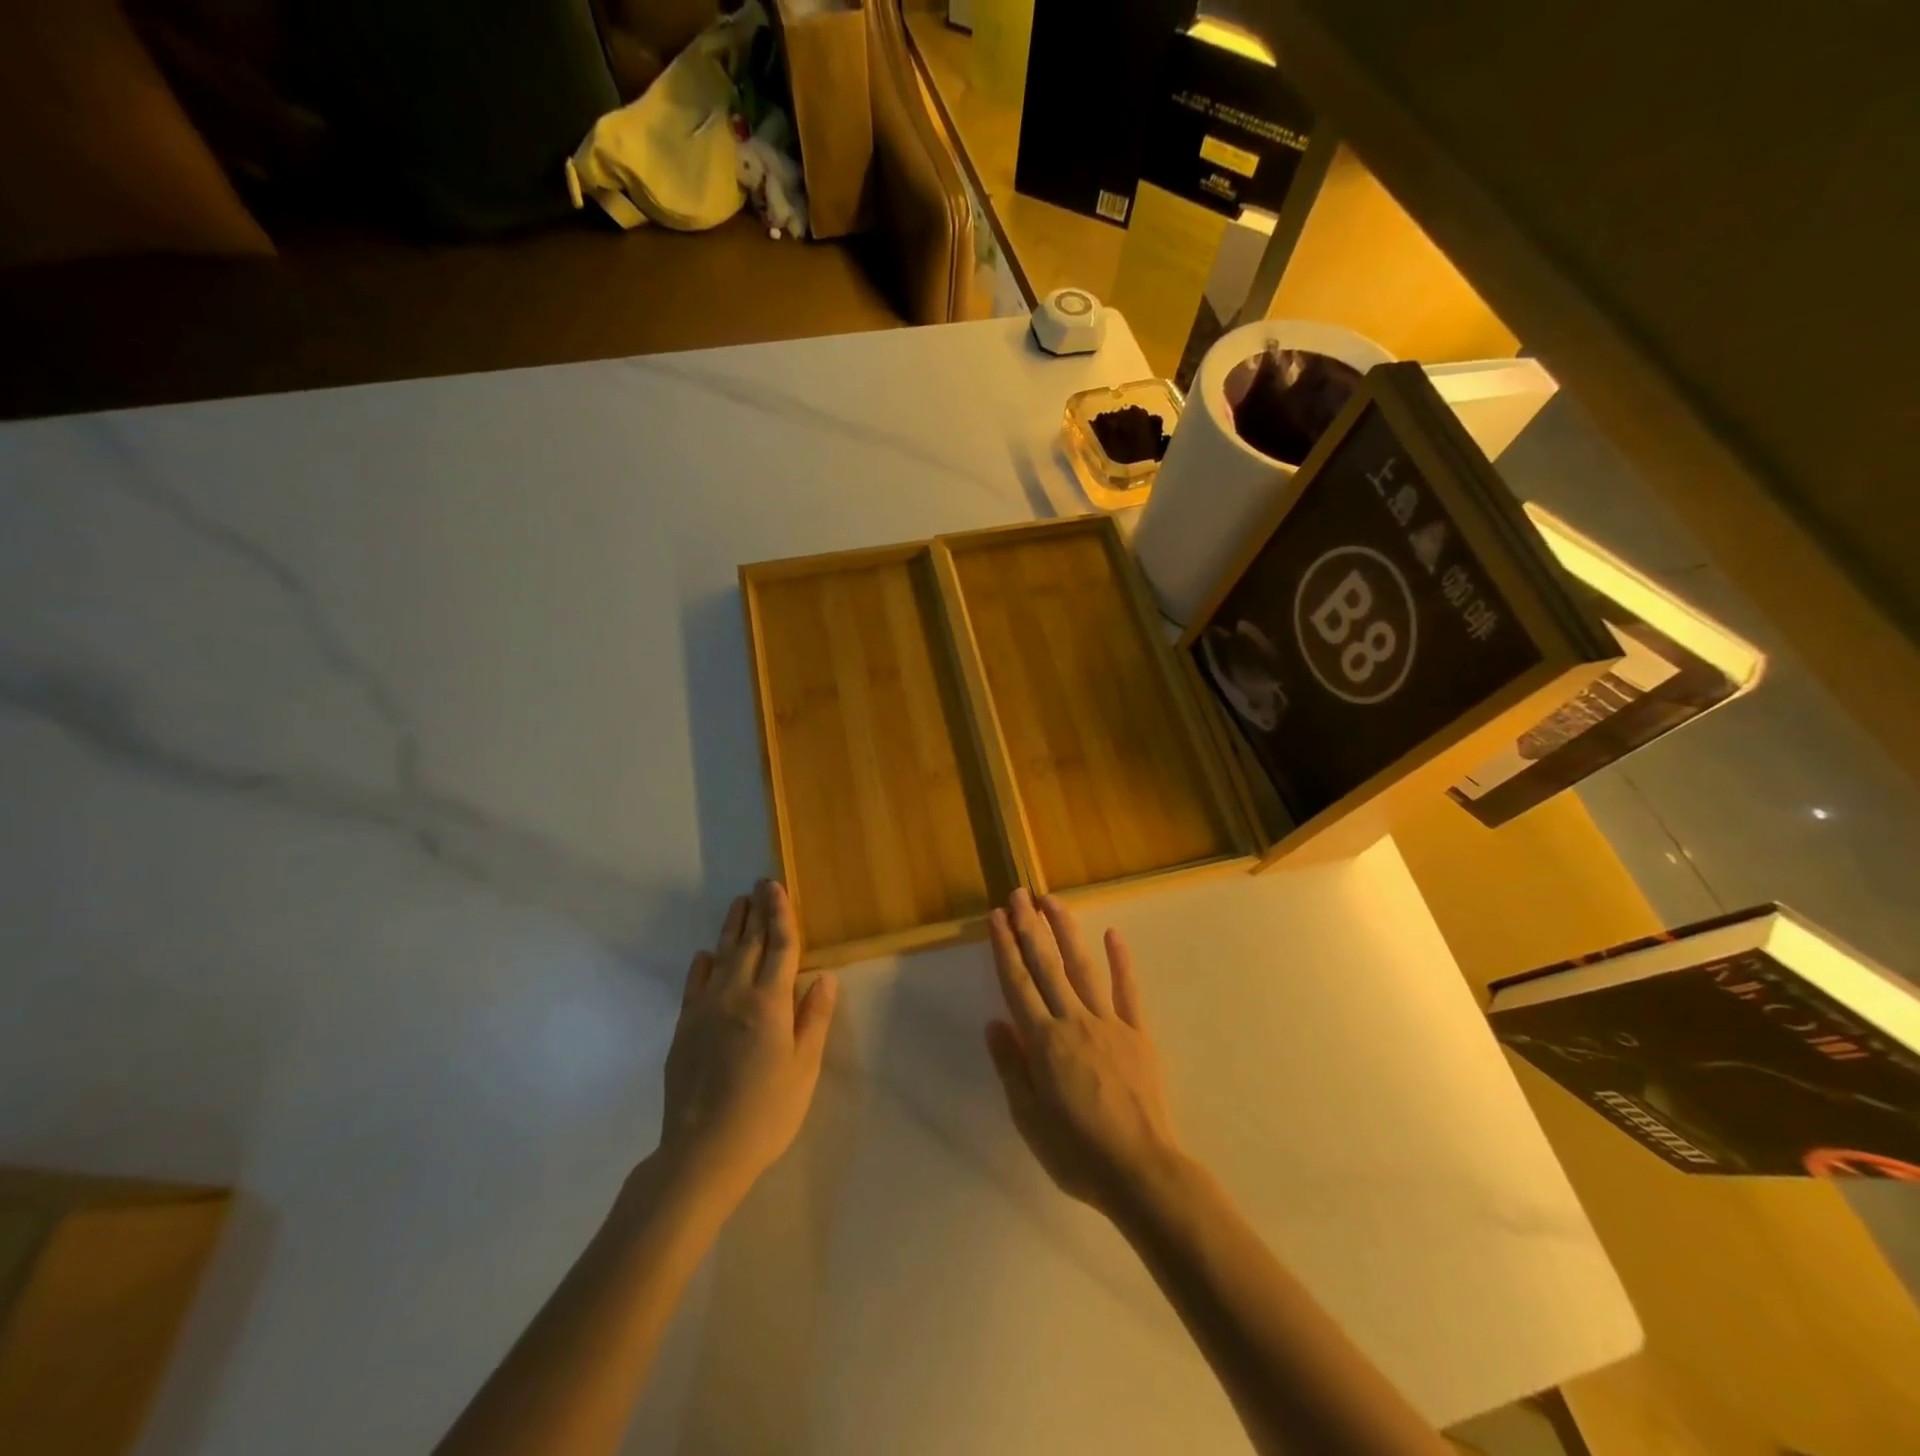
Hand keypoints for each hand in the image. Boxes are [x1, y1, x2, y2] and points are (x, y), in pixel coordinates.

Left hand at [659, 880, 836, 1206]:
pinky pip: (694, 985)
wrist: (702, 1152)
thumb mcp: (803, 1068)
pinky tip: (705, 957)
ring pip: (720, 958)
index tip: (776, 886)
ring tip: (737, 905)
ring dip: (731, 929)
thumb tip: (824, 977)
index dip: (780, 914)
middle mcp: (735, 995)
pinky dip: (702, 965)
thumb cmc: (766, 1112)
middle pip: (748, 944)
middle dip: (756, 912)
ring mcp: (704, 1010)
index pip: (780, 946)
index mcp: (769, 1002)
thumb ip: (813, 1018)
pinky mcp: (684, 1029)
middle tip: (759, 885)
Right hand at [984, 889, 1182, 1220]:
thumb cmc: (1077, 1152)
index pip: (1017, 984)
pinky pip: (1128, 990)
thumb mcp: (1029, 1119)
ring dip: (1065, 931)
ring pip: (1082, 968)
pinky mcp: (1138, 1033)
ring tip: (1052, 901)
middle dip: (1029, 927)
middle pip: (1046, 966)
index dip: (1005, 948)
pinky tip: (1113, 935)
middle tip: (1018, 894)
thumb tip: (994, 1024)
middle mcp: (1073, 1021)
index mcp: (1043, 1042)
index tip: (996, 917)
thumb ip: (1011, 1067)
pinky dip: (1121, 961)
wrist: (1141, 1171)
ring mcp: (1109, 1023)